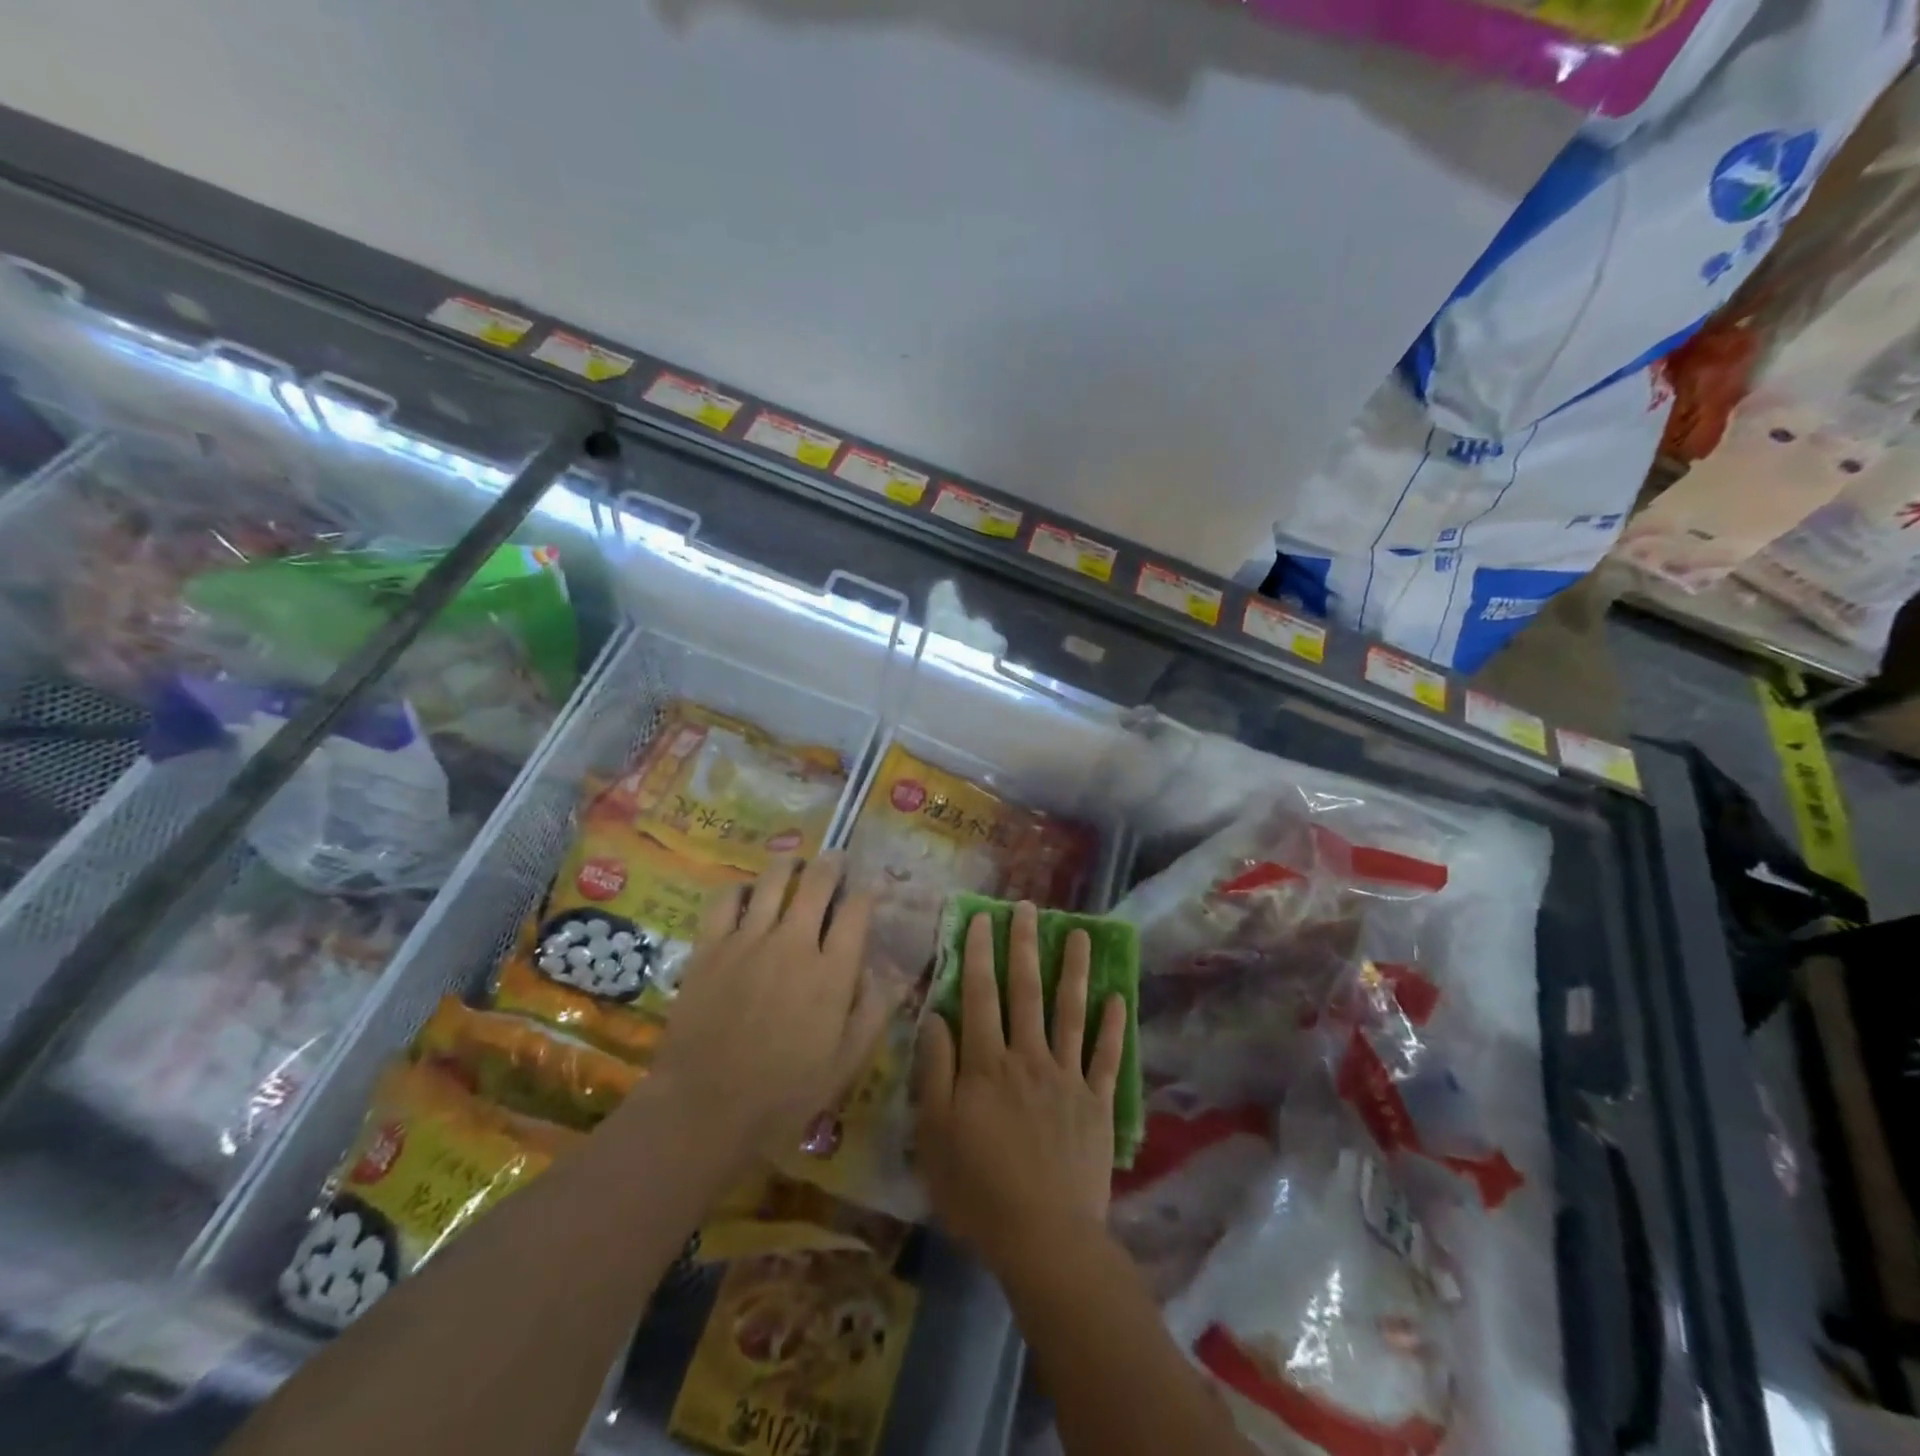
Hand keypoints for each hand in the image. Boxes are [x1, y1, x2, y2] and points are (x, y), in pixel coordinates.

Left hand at [647, 853, 897, 1167]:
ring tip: (794, 864)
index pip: (858, 910)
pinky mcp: (711, 947)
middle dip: (832, 864)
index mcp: (833, 971)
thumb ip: (875, 1011)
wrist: (706, 1109)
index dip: (868, 891)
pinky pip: (726, 900)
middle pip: (818, 883)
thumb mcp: (846, 1062)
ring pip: (773, 880)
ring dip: (789, 865)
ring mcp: (749, 940)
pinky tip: (746, 893)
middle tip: (835, 859)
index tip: (870, 888)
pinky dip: (739, 888)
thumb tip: (895, 972)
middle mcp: (795, 943)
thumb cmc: (785, 1093)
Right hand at [914, 901, 1125, 1273]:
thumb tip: (936, 1016)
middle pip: (1026, 991)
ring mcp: (1067, 1077)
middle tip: (1029, 908)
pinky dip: (1113, 1027)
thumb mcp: (935, 1133)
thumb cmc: (977, 1188)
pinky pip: (1106, 1057)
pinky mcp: (1097, 1103)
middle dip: (1025, 946)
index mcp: (987, 1063)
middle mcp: (1029, 1057)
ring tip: (1081, 935)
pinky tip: (1119, 998)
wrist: (1044, 1237)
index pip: (980, 995)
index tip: (982, 918)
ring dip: (1075, 971)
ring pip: (1070, 1012)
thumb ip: (935, 1070)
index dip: (980, 954)